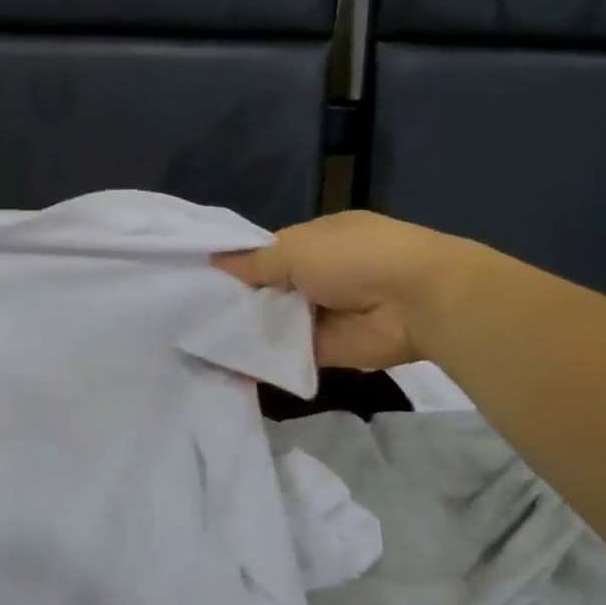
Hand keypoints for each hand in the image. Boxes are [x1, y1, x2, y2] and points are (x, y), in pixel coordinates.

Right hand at [214, 210, 462, 369]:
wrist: (416, 303)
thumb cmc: (354, 259)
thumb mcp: (295, 248)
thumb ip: (252, 261)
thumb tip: (213, 261)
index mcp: (315, 241)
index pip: (265, 253)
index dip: (236, 264)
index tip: (199, 277)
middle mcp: (317, 276)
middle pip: (266, 289)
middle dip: (236, 299)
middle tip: (190, 312)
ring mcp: (321, 314)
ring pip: (273, 322)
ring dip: (245, 329)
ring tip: (197, 338)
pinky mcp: (323, 350)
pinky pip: (284, 354)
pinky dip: (260, 359)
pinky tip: (223, 363)